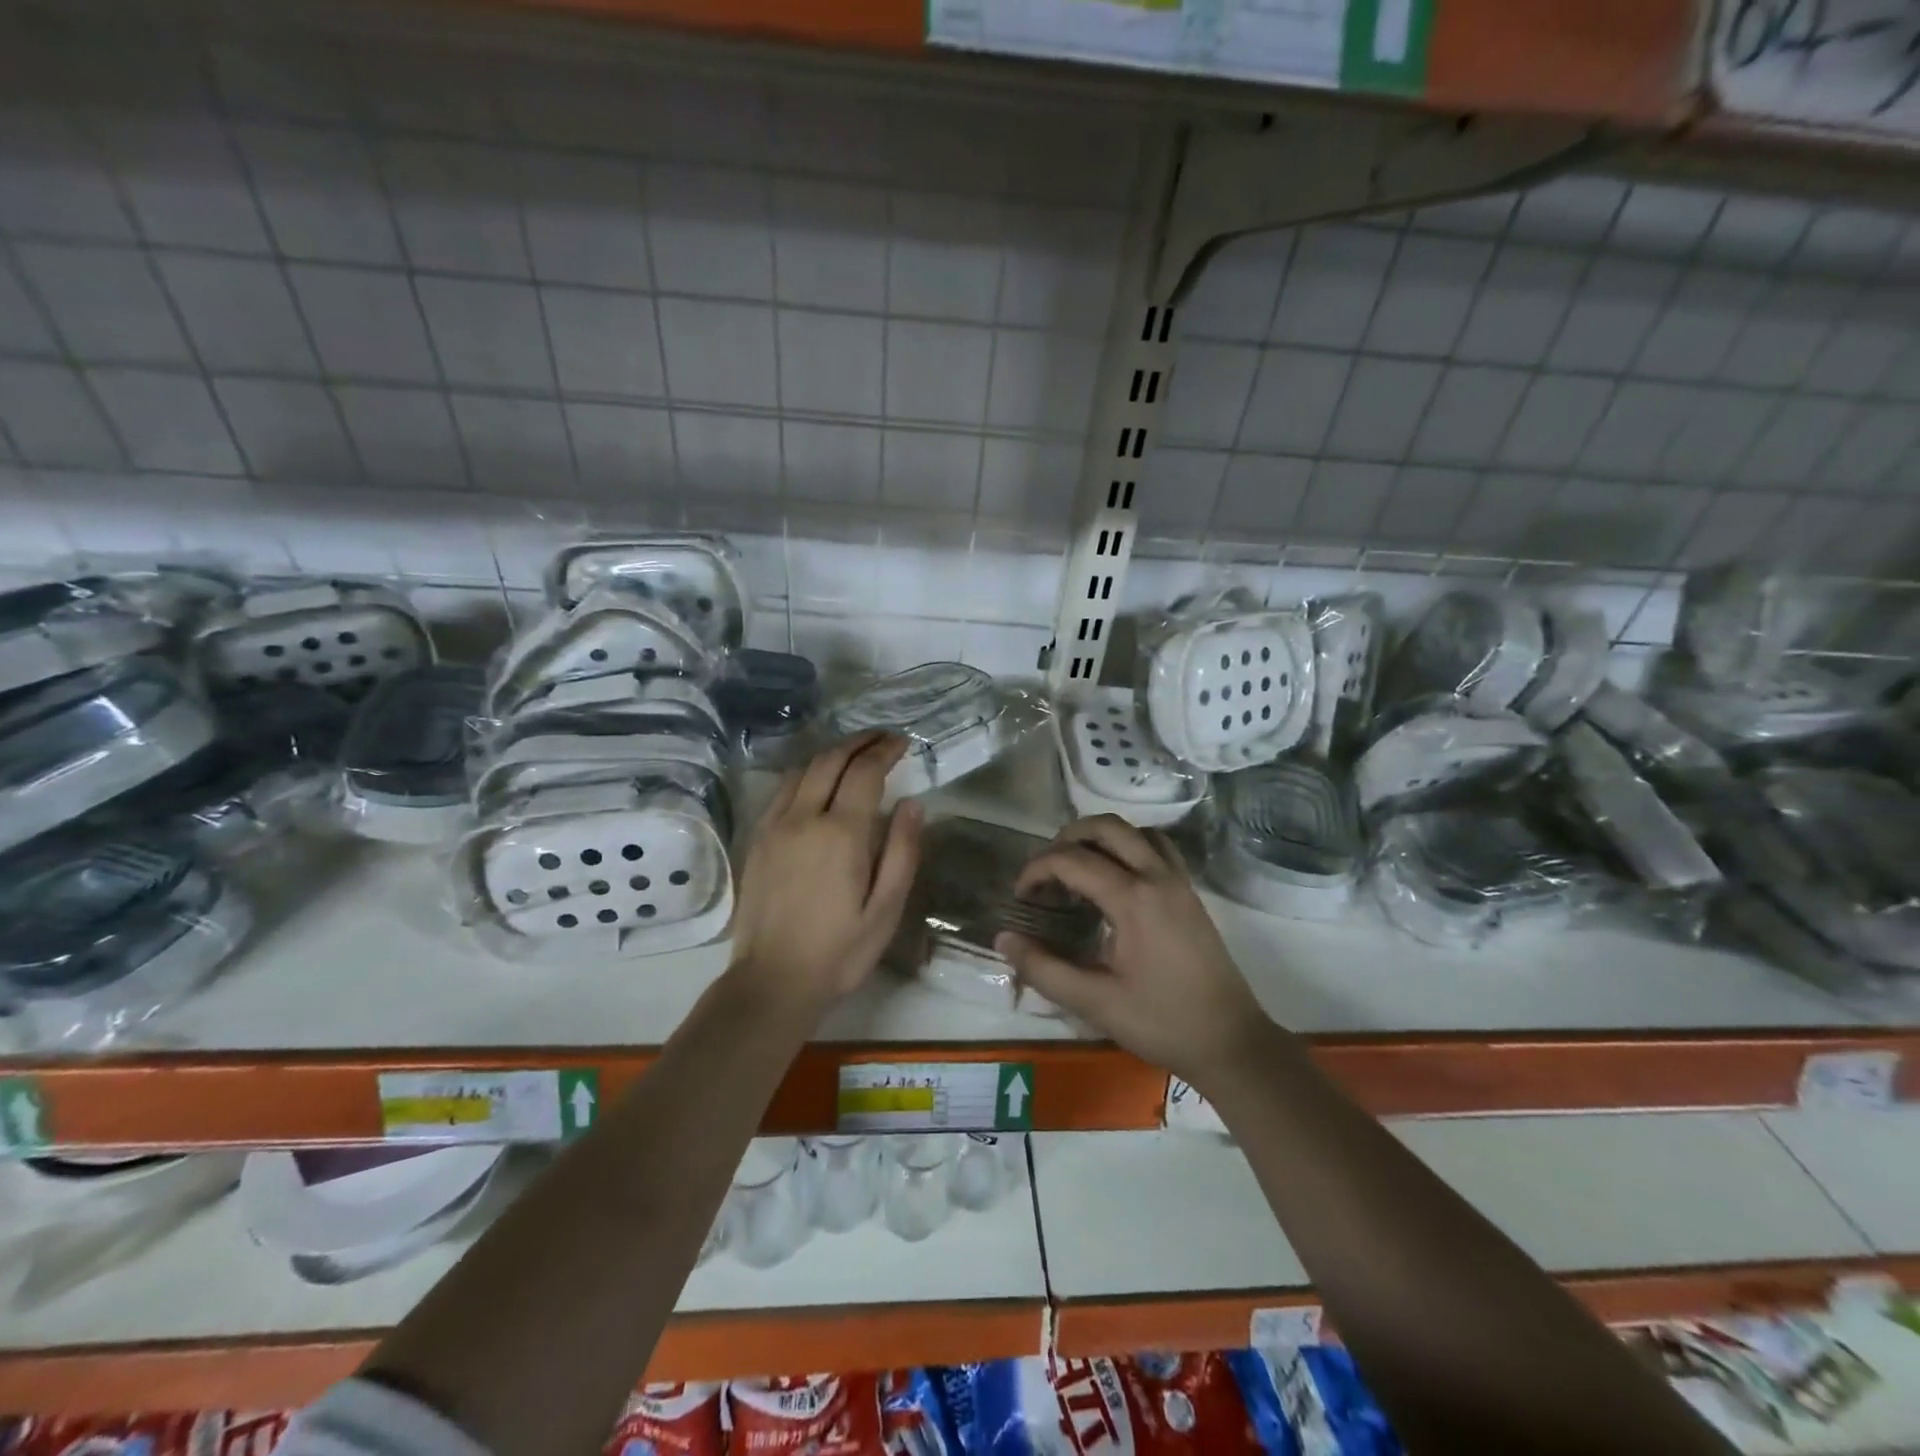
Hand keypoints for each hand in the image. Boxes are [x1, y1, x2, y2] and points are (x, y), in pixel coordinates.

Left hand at [729, 732, 922, 1013]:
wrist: (772, 982)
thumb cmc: (840, 951)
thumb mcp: (885, 909)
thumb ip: (902, 852)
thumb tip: (912, 804)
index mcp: (840, 834)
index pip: (864, 772)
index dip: (884, 751)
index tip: (902, 742)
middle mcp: (803, 818)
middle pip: (830, 760)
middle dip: (859, 742)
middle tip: (883, 738)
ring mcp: (774, 826)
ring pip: (802, 770)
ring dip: (831, 753)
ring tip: (855, 753)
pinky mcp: (757, 839)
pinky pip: (782, 789)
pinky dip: (805, 772)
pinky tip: (817, 781)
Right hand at [996, 815, 1268, 1086]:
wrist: (1230, 1041)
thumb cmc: (1161, 1023)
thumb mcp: (1095, 1002)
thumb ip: (1044, 968)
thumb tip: (1003, 939)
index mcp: (1133, 898)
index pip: (1072, 860)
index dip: (1037, 870)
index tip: (1021, 896)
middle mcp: (1157, 875)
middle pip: (1105, 827)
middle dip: (1066, 839)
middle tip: (1045, 873)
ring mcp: (1178, 880)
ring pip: (1134, 831)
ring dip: (1098, 838)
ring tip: (1076, 869)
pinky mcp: (1189, 891)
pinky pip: (1156, 847)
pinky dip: (1128, 846)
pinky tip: (1115, 877)